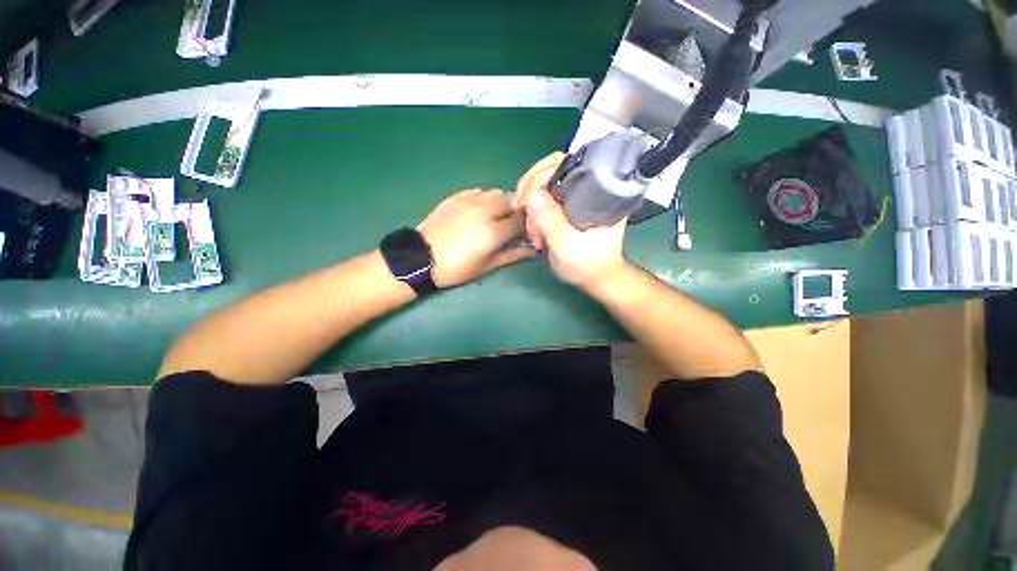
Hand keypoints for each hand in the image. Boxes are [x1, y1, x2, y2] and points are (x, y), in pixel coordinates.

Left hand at [417, 188, 534, 287]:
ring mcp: (469, 200)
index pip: (521, 221)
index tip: (526, 234)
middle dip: (516, 211)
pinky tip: (480, 210)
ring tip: (497, 216)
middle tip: (512, 224)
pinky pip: (479, 191)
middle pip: (512, 201)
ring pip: (496, 192)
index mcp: (493, 232)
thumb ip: (513, 255)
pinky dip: (486, 198)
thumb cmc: (457, 268)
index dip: (527, 227)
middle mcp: (485, 210)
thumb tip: (533, 252)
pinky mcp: (457, 196)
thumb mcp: (487, 266)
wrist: (421, 258)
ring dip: (502, 203)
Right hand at [514, 152, 627, 288]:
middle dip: (530, 189)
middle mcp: (587, 186)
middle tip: (519, 209)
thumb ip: (550, 221)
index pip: (564, 164)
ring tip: (534, 235)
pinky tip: (534, 232)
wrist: (596, 277)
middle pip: (551, 169)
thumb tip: (531, 195)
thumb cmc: (588, 264)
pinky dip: (534, 213)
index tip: (523, 201)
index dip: (539, 176)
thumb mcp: (567, 246)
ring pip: (544, 185)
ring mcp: (575, 196)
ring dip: (531, 208)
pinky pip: (544, 199)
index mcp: (596, 191)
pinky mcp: (567, 206)